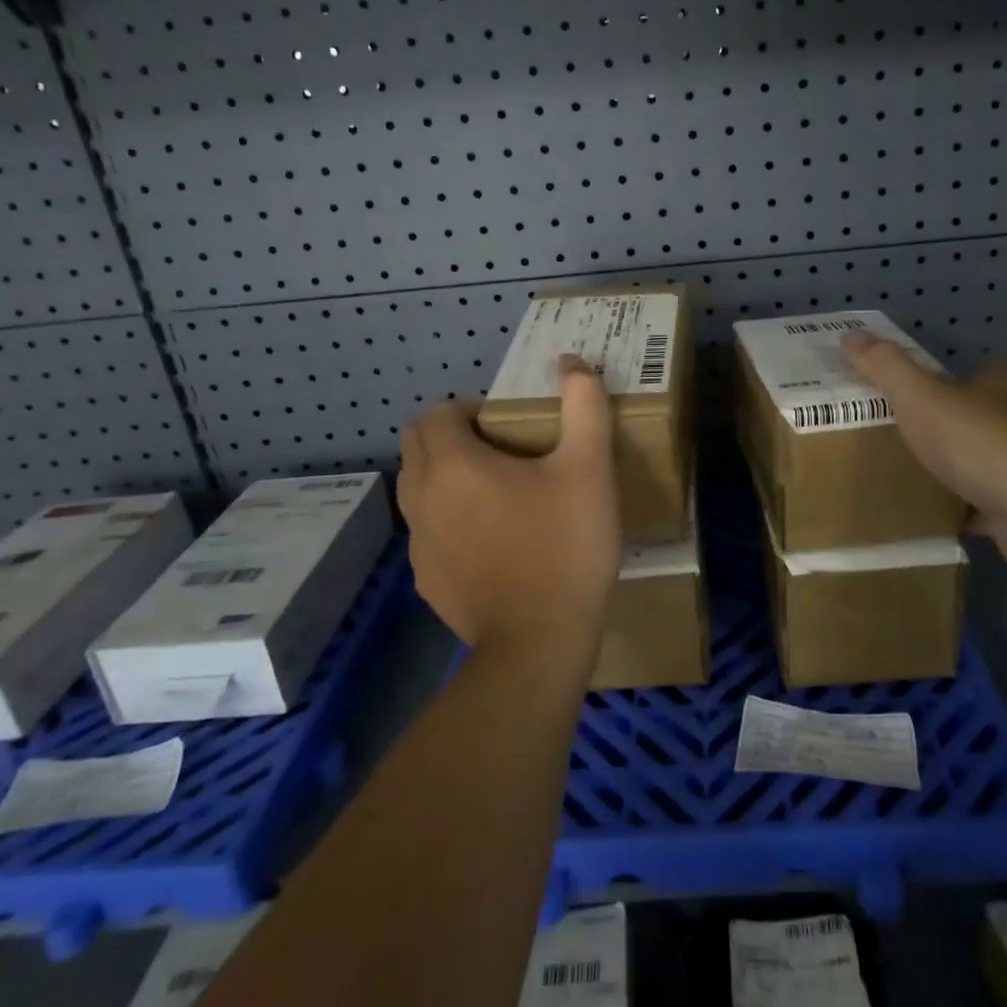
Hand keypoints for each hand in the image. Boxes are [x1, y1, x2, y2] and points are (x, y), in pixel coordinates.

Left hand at [399, 355, 622, 651]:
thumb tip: (571, 362)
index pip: (435, 413)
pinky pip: (428, 533)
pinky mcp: (427, 581)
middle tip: (500, 452)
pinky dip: (449, 523)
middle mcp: (422, 499)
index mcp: (453, 465)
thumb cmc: (565, 547)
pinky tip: (494, 544)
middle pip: (416, 447)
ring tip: (497, 495)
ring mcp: (419, 545)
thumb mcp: (589, 468)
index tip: (506, 426)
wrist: (540, 644)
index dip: (468, 410)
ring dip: (446, 479)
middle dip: (450, 438)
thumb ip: (583, 405)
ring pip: (417, 491)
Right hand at [840, 334, 1006, 573]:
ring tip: (925, 478)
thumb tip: (850, 334)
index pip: (981, 372)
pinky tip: (947, 515)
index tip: (914, 406)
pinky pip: (1002, 501)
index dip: (947, 387)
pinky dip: (978, 508)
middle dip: (958, 429)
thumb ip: (886, 367)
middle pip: (991, 415)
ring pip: (999, 459)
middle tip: (914, 442)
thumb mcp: (921, 397)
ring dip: (970, 470)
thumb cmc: (983, 441)